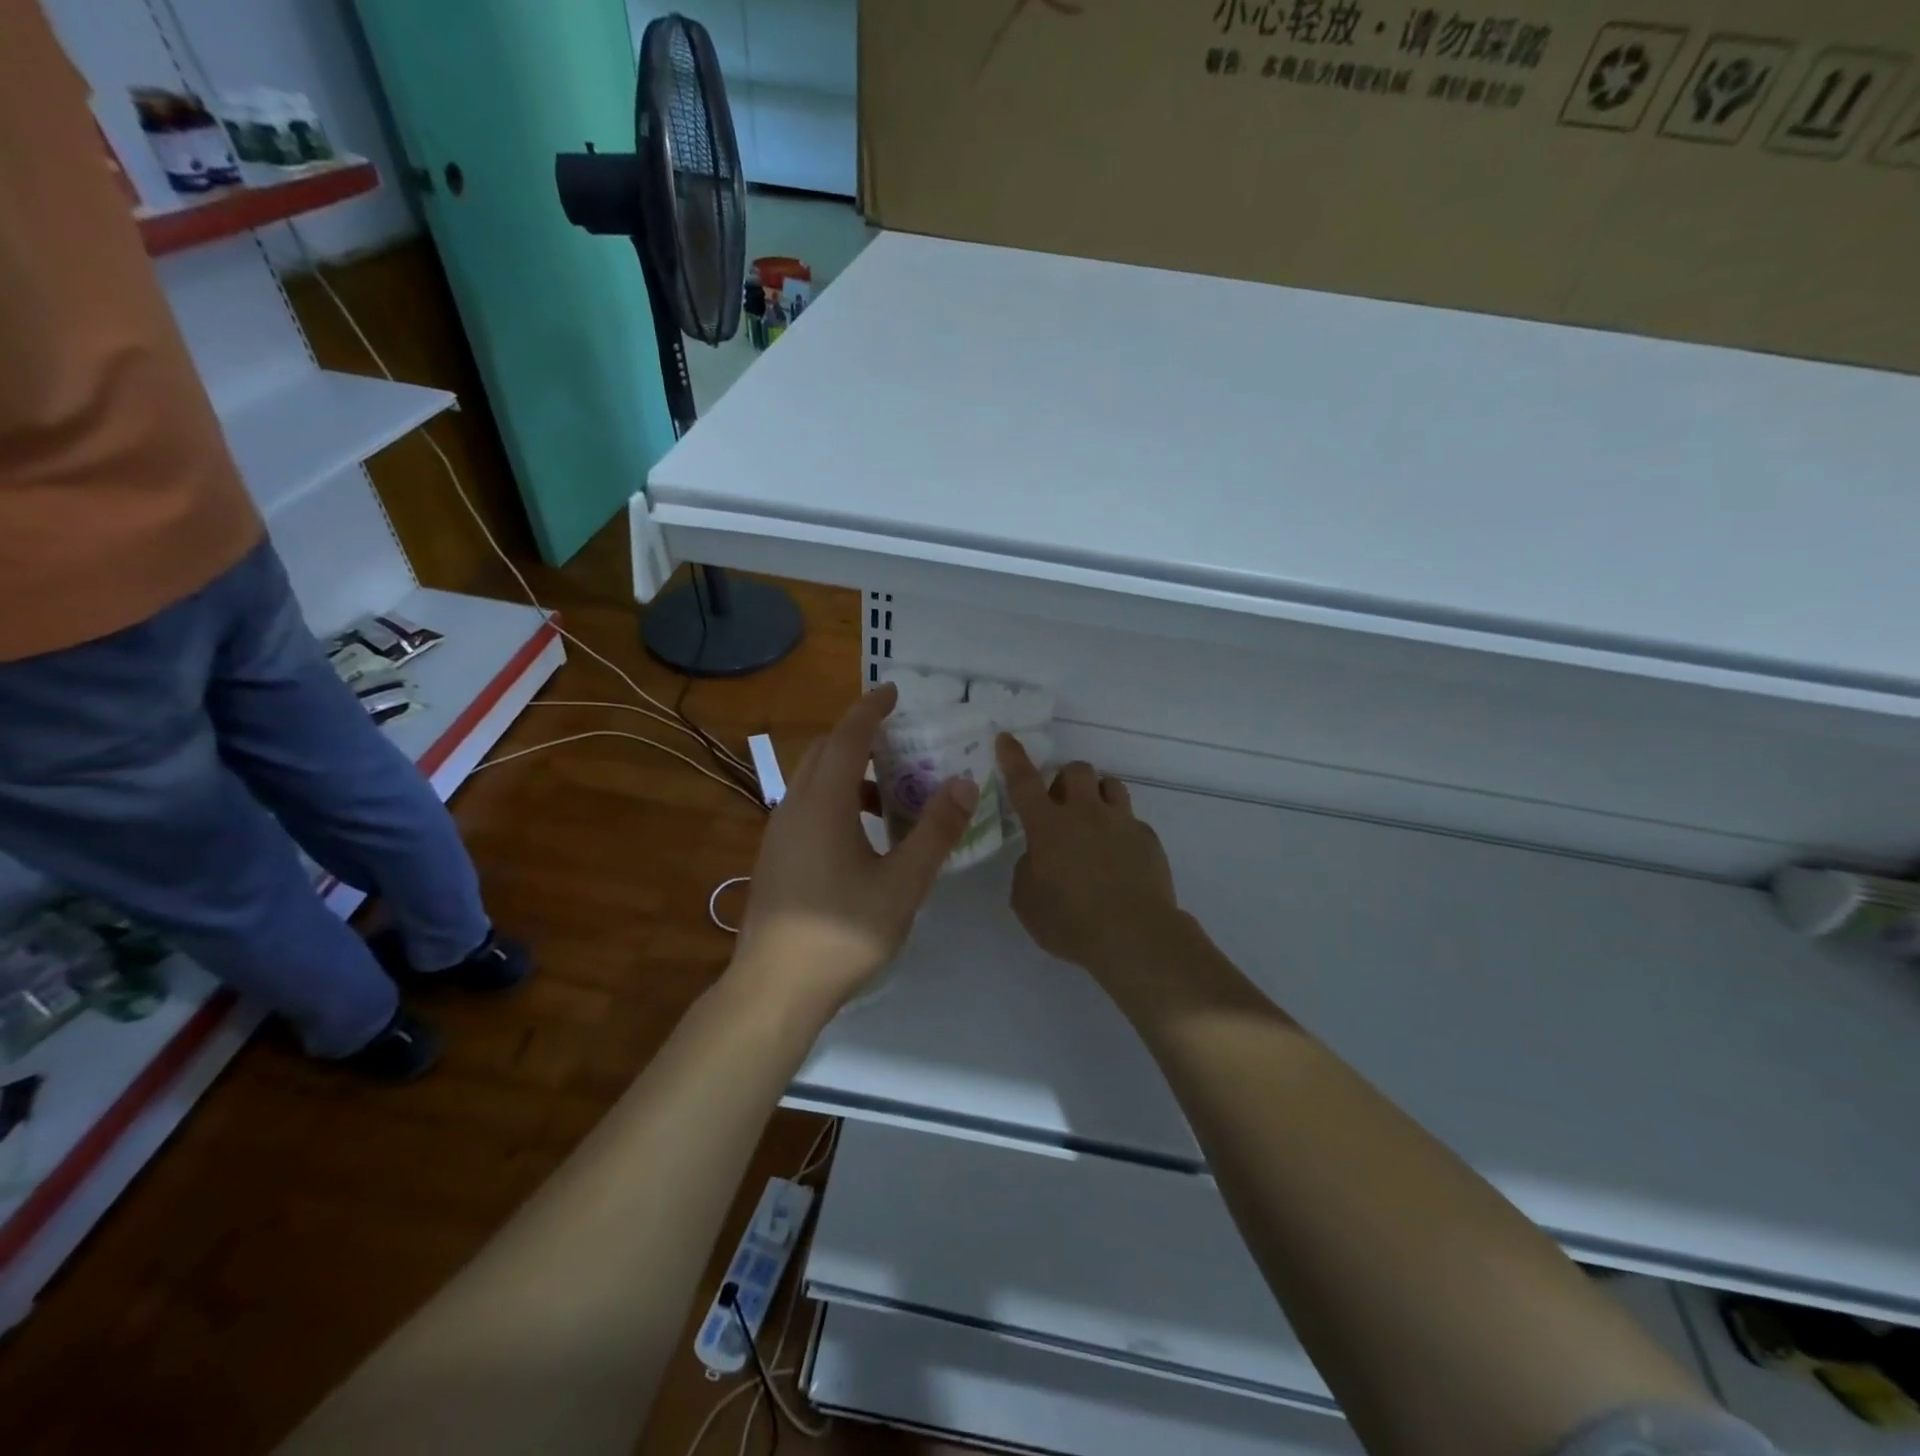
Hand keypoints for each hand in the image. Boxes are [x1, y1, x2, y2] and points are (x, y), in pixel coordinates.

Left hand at [731, 684, 977, 1017]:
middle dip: (860, 737)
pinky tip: (862, 836)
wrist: (774, 989)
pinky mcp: (774, 857)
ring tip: (891, 794)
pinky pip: (806, 806)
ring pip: (813, 780)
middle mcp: (794, 807)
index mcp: (824, 803)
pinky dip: (836, 799)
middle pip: (825, 751)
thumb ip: (935, 830)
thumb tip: (964, 782)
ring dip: (849, 772)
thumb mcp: (903, 883)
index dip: (872, 709)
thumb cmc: (843, 933)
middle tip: (900, 742)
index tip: (894, 691)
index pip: (849, 737)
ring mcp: (779, 832)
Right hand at [997, 736, 1183, 977]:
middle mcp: (1085, 813)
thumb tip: (1039, 857)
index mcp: (1048, 826)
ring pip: (1110, 784)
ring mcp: (1121, 822)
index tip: (1006, 737)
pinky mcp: (1148, 838)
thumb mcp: (1027, 901)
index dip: (1012, 757)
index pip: (1024, 781)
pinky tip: (1119, 858)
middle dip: (1065, 780)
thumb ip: (1027, 869)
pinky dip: (1121, 830)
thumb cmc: (1070, 921)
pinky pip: (1131, 820)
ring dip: (1096, 794)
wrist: (1135, 936)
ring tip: (1093, 820)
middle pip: (1076, 769)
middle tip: (1060, 806)